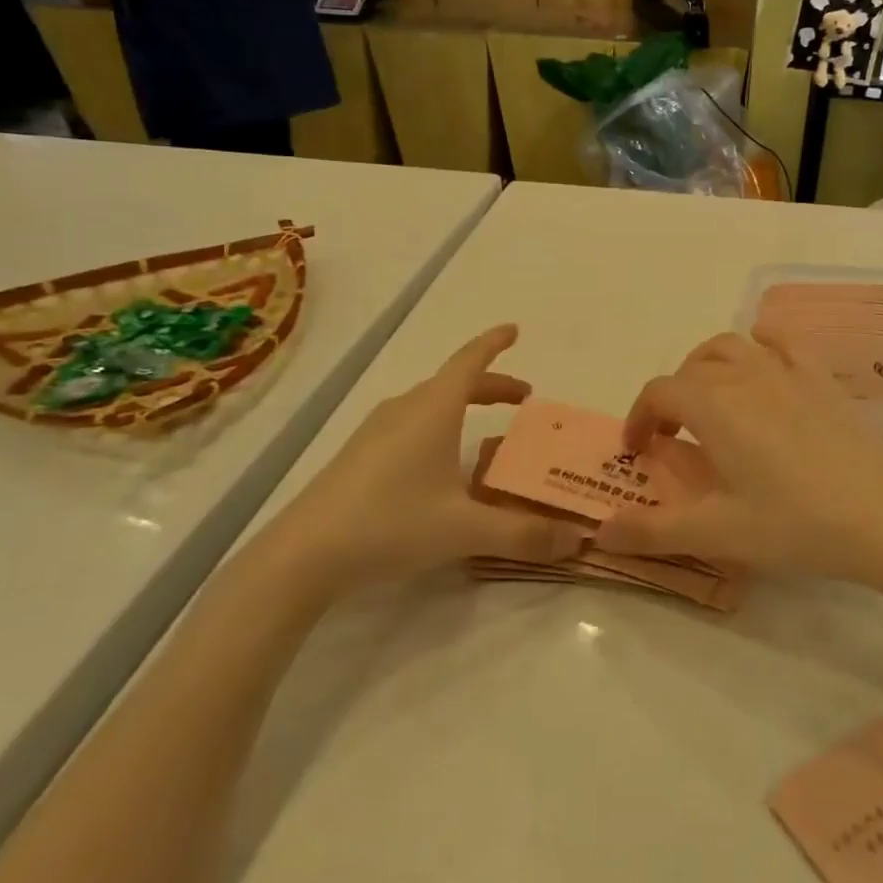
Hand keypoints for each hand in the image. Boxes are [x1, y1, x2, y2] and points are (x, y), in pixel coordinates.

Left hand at [268, 325, 584, 594]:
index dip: (494, 343)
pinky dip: (440, 425)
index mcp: (434, 409)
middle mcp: (406, 409)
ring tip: (487, 431)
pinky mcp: (360, 454)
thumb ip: (523, 534)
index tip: (515, 330)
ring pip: (431, 404)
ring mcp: (377, 430)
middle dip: (492, 385)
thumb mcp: (465, 530)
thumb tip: (578, 540)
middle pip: (455, 382)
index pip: (470, 360)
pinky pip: (411, 423)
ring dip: (463, 405)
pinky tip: (441, 464)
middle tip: (523, 398)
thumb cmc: (391, 523)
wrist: (304, 553)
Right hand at [593, 332, 882, 587]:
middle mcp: (744, 375)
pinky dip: (761, 346)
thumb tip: (599, 531)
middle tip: (673, 437)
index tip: (638, 451)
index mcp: (713, 405)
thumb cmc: (795, 524)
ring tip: (710, 400)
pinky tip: (763, 366)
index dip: (639, 417)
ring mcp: (787, 371)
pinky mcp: (821, 379)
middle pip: (690, 368)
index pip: (658, 392)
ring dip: (707, 366)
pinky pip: (782, 343)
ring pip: (731, 345)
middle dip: (670, 397)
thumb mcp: (717, 534)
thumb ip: (653, 530)